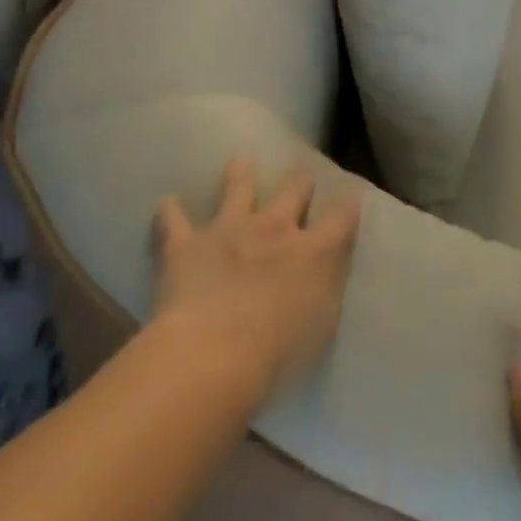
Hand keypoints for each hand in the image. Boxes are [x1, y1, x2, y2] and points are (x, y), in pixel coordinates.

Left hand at [154, 159, 361, 402]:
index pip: (342, 218)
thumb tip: (325, 282)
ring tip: (238, 164)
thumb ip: (323, 296)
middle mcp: (275, 229)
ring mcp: (230, 230)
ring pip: (237, 189)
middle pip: (294, 191)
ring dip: (239, 176)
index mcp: (313, 252)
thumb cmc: (276, 357)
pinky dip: (170, 212)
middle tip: (301, 178)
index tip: (353, 197)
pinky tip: (167, 203)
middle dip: (300, 183)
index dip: (349, 206)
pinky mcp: (187, 245)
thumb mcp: (318, 328)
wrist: (211, 355)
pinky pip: (174, 221)